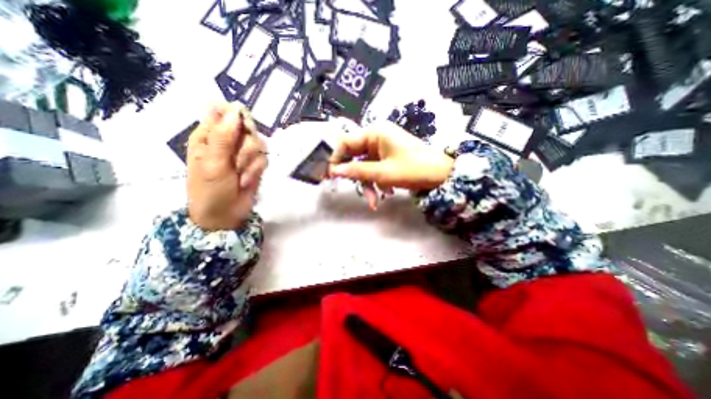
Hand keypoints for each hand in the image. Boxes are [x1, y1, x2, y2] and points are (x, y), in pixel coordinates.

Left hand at [187, 103, 267, 230]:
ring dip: (250, 162)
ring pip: (259, 145)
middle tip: (235, 162)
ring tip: (238, 176)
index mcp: (208, 135)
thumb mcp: (212, 162)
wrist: (225, 215)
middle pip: (247, 129)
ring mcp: (242, 154)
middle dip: (245, 147)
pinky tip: (245, 181)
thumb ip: (223, 136)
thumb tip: (234, 109)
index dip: (236, 119)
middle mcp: (227, 141)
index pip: (224, 113)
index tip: (240, 131)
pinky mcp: (255, 165)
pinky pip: (264, 159)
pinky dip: (256, 171)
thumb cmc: (209, 190)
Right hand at [329, 122, 451, 208]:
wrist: (442, 175)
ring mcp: (383, 148)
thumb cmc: (413, 170)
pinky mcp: (388, 157)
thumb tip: (334, 171)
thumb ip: (357, 171)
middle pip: (354, 156)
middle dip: (355, 175)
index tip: (328, 175)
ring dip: (368, 184)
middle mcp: (377, 137)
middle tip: (346, 187)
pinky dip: (376, 182)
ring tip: (373, 201)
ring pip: (365, 166)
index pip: (346, 143)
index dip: (335, 159)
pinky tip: (385, 193)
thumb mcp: (383, 173)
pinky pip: (375, 169)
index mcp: (375, 133)